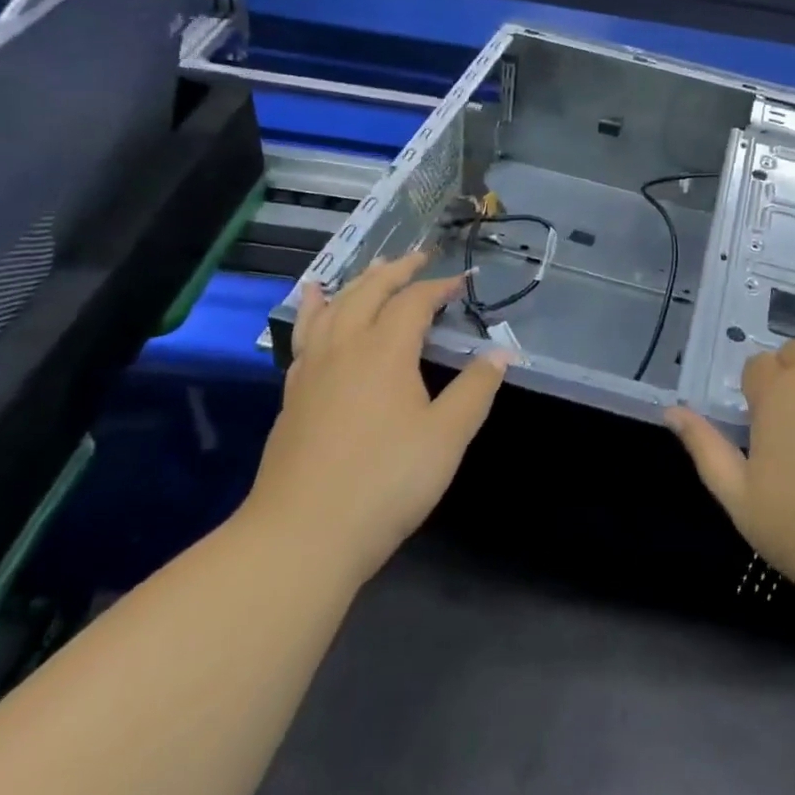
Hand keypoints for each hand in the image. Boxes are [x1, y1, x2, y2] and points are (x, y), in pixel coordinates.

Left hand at [246, 251, 509, 580]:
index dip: (440, 287)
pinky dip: (313, 312)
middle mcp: (345, 348)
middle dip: (396, 271)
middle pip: (369, 292)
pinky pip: (305, 337)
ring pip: (332, 309)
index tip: (463, 282)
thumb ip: (475, 389)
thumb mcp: (447, 437)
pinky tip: (315, 311)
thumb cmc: (386, 482)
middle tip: (417, 258)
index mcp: (385, 351)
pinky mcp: (292, 396)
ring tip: (368, 268)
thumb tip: (502, 353)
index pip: (414, 302)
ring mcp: (312, 371)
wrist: (302, 536)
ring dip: (355, 283)